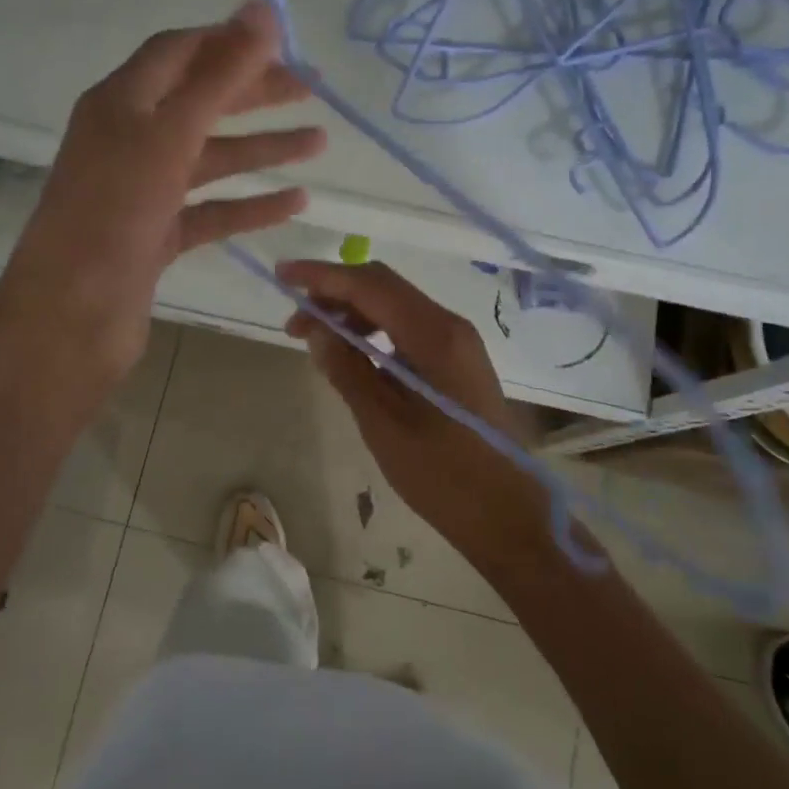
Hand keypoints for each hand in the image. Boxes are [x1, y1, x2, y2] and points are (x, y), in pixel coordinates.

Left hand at [0, 2, 325, 394]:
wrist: (72, 316)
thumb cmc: (115, 213)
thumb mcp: (170, 134)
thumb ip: (219, 75)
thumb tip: (262, 7)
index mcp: (120, 102)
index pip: (177, 52)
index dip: (228, 41)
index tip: (283, 43)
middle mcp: (128, 140)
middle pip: (199, 103)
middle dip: (255, 94)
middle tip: (312, 90)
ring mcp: (142, 192)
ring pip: (210, 160)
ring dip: (262, 149)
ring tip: (319, 143)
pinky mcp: (155, 236)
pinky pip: (210, 211)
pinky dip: (250, 205)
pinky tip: (295, 202)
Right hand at [278, 260, 552, 570]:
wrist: (507, 514)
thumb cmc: (443, 475)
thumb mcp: (383, 424)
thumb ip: (347, 369)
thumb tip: (317, 330)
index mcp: (434, 335)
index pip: (369, 284)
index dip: (322, 276)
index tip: (282, 275)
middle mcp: (449, 326)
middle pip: (383, 286)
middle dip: (334, 293)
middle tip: (295, 323)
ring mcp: (457, 342)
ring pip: (395, 305)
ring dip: (352, 313)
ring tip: (318, 342)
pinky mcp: (457, 360)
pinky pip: (408, 328)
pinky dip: (374, 331)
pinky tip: (353, 357)